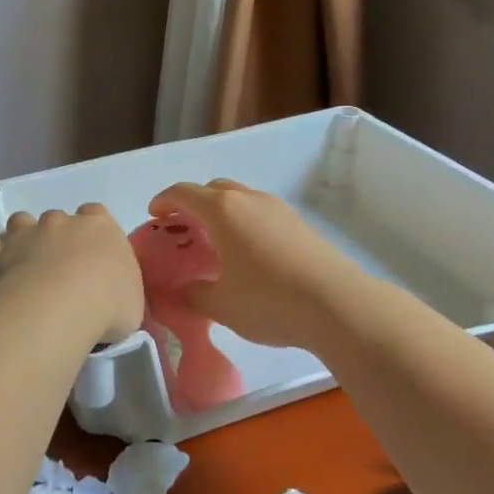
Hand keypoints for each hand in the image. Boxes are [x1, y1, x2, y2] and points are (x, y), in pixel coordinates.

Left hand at [0, 203, 144, 342]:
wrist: (62, 307)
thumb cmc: (108, 305)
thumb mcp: (132, 302)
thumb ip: (120, 290)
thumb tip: (111, 295)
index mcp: (101, 228)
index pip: (97, 215)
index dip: (93, 233)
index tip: (93, 257)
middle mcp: (61, 222)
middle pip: (58, 219)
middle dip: (57, 239)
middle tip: (59, 273)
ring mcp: (24, 234)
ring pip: (20, 222)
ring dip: (21, 236)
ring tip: (22, 261)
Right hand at [145, 180, 356, 349]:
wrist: (339, 304)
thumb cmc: (269, 300)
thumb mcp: (220, 304)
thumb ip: (192, 294)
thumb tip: (179, 290)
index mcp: (222, 210)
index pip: (183, 193)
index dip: (163, 201)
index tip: (154, 216)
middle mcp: (249, 199)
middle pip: (213, 189)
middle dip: (193, 204)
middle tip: (183, 231)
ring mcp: (278, 209)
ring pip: (241, 198)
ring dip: (222, 212)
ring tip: (216, 243)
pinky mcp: (300, 224)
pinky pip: (261, 213)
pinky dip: (245, 223)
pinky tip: (249, 255)